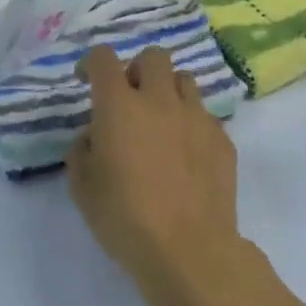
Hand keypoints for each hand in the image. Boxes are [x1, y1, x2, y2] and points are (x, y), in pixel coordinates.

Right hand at [67, 44, 248, 305]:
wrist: (188, 249)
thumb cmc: (124, 217)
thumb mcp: (82, 187)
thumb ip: (82, 150)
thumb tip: (95, 135)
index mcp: (120, 106)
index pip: (103, 59)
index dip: (91, 63)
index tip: (85, 80)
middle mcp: (160, 100)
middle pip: (153, 56)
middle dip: (137, 69)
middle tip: (129, 97)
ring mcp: (197, 117)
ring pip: (184, 80)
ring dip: (167, 91)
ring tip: (160, 121)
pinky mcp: (222, 139)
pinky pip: (204, 115)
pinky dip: (190, 123)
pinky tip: (185, 154)